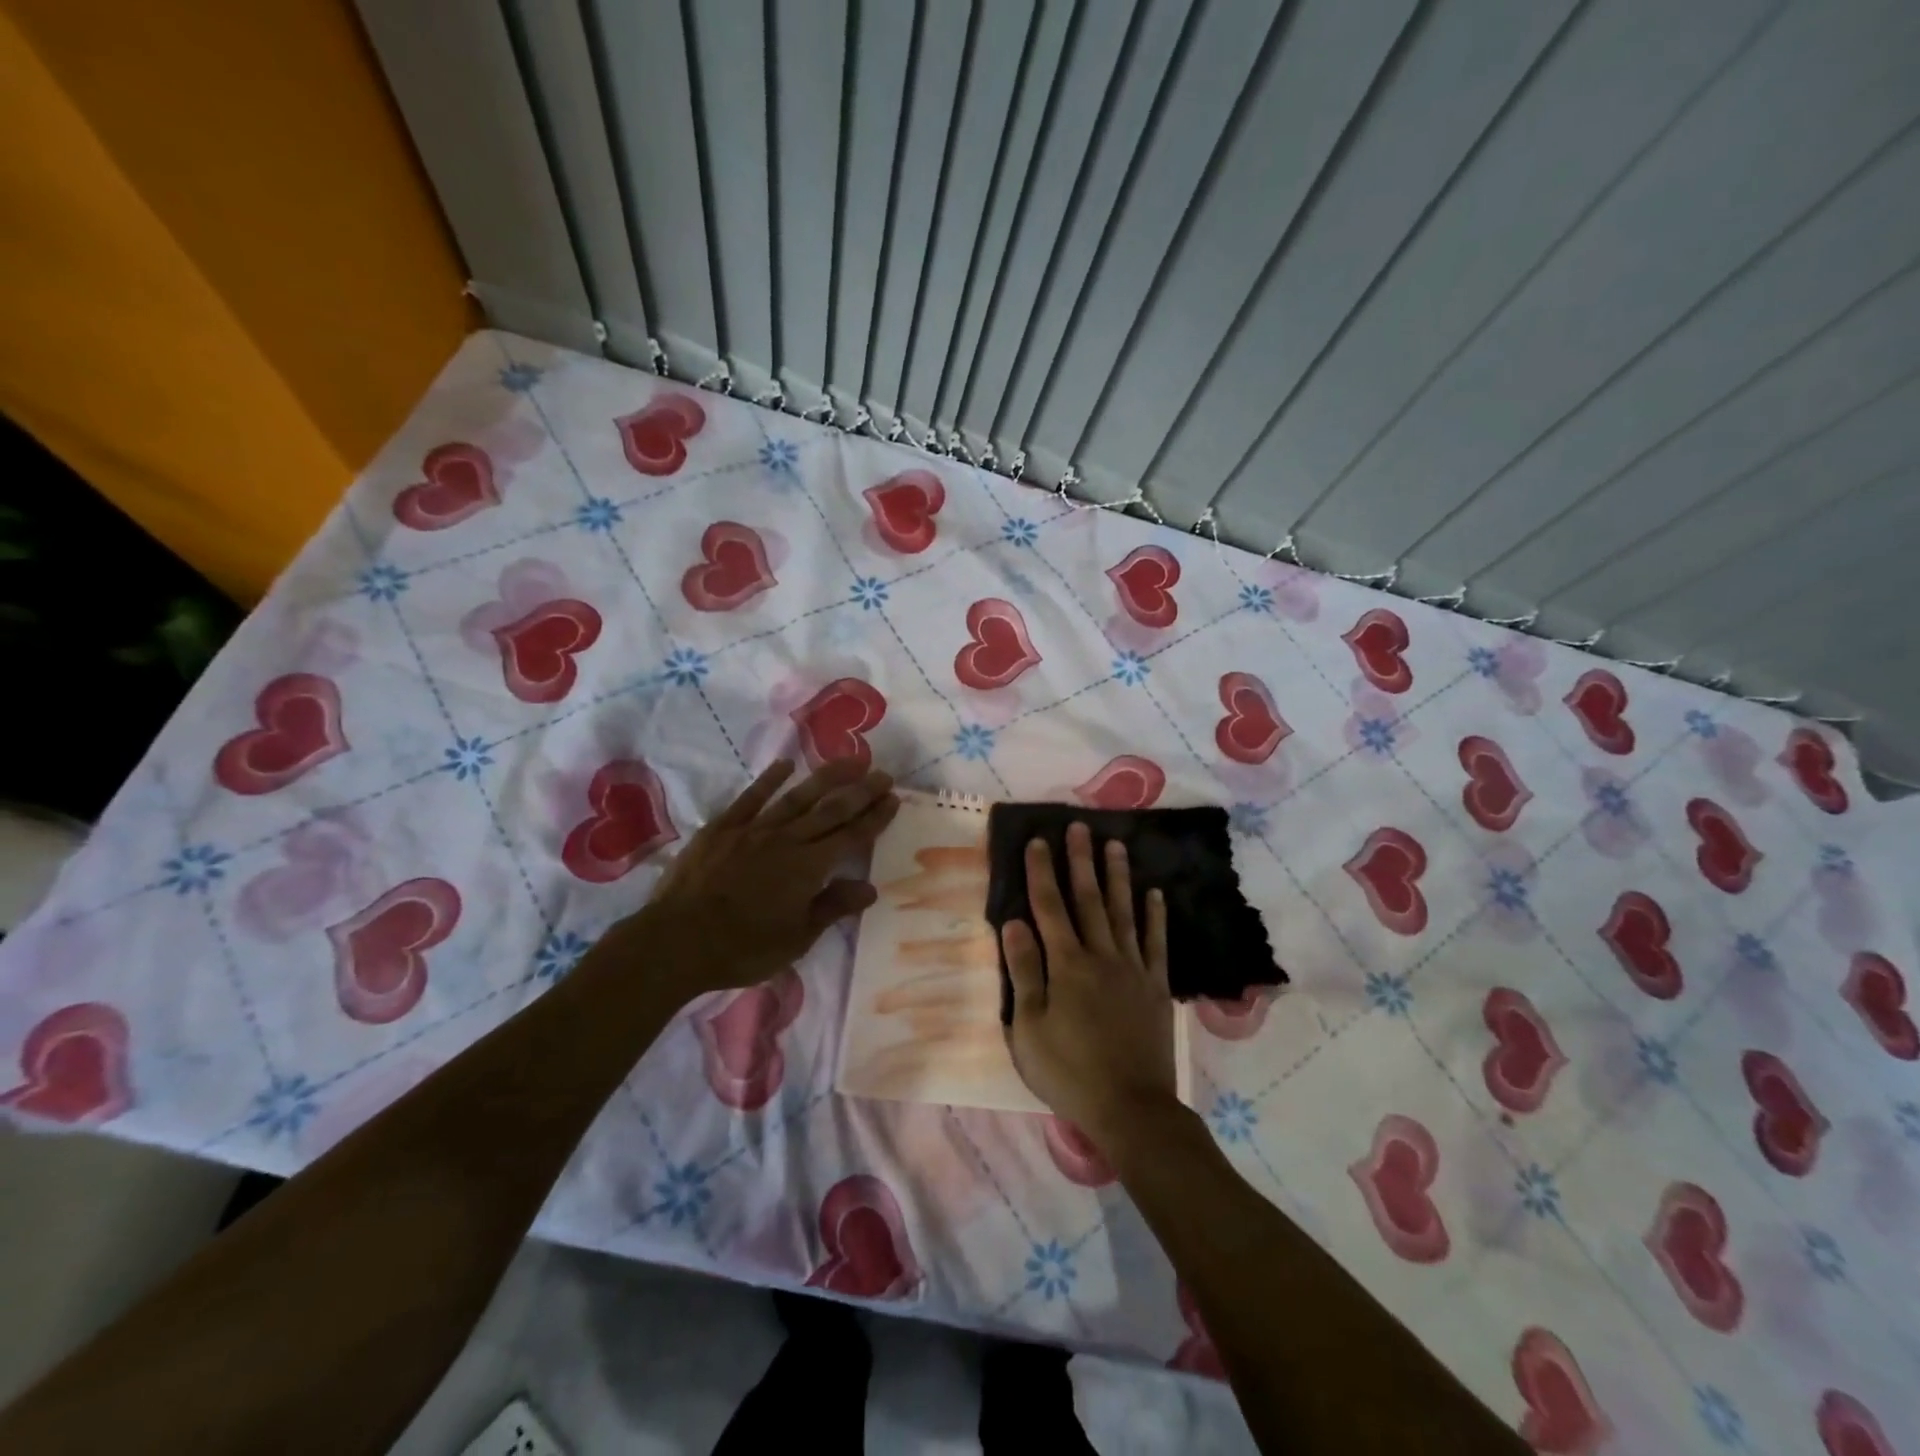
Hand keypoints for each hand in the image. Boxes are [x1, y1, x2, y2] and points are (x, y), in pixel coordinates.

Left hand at [601, 758, 899, 999]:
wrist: (677, 942)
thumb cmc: (743, 948)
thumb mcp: (796, 938)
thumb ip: (832, 908)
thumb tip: (870, 888)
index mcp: (809, 867)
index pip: (851, 836)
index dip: (874, 817)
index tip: (893, 798)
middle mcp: (787, 840)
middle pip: (831, 810)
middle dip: (860, 791)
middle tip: (882, 773)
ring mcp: (753, 830)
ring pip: (797, 797)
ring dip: (826, 777)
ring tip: (848, 760)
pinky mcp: (722, 828)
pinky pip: (751, 798)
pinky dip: (769, 780)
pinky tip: (785, 765)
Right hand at [1001, 822, 1175, 1148]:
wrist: (1131, 1107)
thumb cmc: (1069, 1071)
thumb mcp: (1029, 1028)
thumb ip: (1023, 972)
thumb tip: (1014, 923)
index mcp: (1066, 965)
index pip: (1049, 907)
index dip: (1042, 872)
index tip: (1038, 840)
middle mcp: (1100, 956)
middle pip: (1088, 899)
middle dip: (1080, 861)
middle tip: (1079, 826)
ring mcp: (1132, 969)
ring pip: (1123, 912)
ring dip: (1117, 877)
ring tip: (1115, 845)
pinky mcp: (1155, 986)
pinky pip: (1155, 943)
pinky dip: (1154, 916)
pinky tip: (1155, 894)